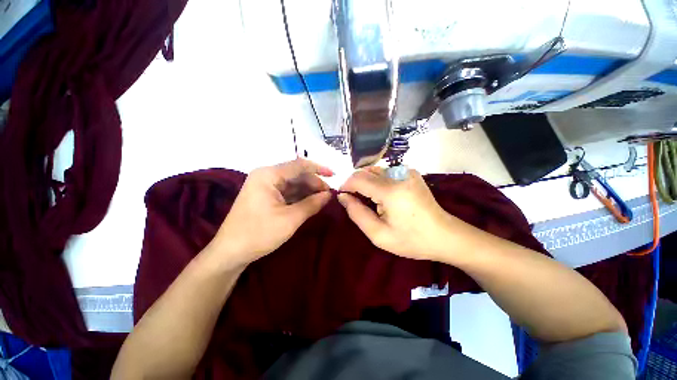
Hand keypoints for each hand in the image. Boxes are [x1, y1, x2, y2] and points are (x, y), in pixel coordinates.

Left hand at [210, 159, 332, 268]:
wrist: (230, 252)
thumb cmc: (259, 233)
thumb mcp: (290, 219)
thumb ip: (312, 204)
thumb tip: (329, 195)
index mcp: (268, 175)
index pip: (299, 165)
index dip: (318, 169)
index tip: (334, 175)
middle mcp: (266, 176)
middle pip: (296, 174)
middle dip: (314, 183)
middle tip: (329, 195)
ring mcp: (264, 186)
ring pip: (293, 183)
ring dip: (308, 190)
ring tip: (323, 199)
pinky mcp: (265, 196)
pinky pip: (287, 192)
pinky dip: (300, 197)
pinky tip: (310, 202)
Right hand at [338, 167, 462, 260]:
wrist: (445, 235)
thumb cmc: (411, 240)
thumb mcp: (379, 234)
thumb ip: (357, 213)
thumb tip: (343, 197)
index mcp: (390, 191)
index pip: (358, 179)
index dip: (346, 185)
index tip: (342, 196)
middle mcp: (398, 174)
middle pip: (365, 172)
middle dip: (355, 184)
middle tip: (354, 201)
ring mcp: (407, 171)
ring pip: (375, 170)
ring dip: (366, 182)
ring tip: (368, 199)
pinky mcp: (411, 173)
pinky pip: (385, 172)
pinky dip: (377, 180)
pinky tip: (381, 194)